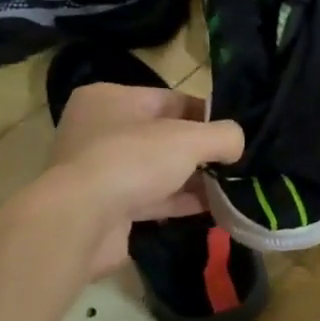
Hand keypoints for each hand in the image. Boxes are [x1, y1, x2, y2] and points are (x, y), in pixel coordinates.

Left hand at [46, 83, 243, 275]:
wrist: (81, 221)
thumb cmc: (132, 160)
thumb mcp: (189, 138)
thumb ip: (223, 135)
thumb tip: (238, 143)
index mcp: (110, 99)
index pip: (170, 99)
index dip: (206, 114)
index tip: (233, 132)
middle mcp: (100, 130)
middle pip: (164, 136)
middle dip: (200, 150)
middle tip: (235, 161)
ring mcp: (101, 171)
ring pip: (158, 170)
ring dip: (193, 179)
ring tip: (231, 186)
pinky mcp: (106, 207)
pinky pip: (151, 198)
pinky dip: (180, 201)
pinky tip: (213, 208)